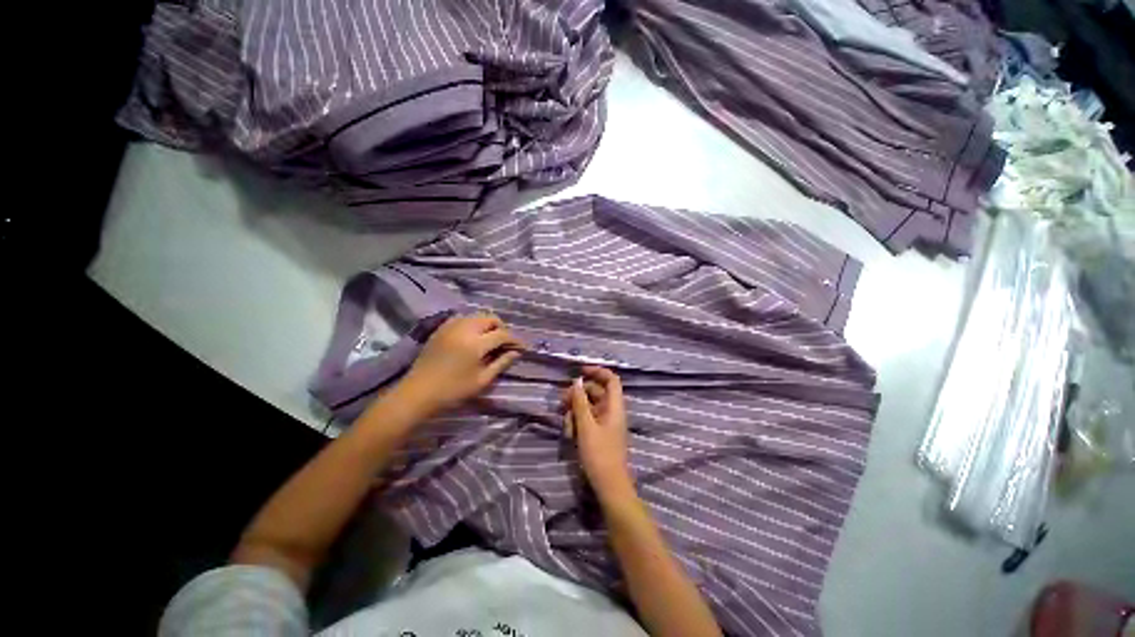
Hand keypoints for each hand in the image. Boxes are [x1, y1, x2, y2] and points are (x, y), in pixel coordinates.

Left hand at [399, 313, 523, 415]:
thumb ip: (501, 363)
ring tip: (491, 339)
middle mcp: (464, 329)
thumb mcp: (482, 380)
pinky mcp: (441, 329)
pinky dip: (473, 324)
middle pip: (490, 319)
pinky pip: (463, 318)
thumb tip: (516, 353)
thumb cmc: (453, 391)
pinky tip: (473, 337)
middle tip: (506, 343)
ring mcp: (451, 326)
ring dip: (488, 325)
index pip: (502, 334)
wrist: (418, 393)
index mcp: (475, 343)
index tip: (522, 348)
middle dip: (502, 328)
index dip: (515, 340)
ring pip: (477, 316)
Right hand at [561, 366, 634, 501]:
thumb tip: (576, 381)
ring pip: (589, 406)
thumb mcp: (586, 427)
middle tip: (561, 402)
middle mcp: (612, 411)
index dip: (597, 371)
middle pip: (596, 392)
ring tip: (566, 424)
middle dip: (578, 395)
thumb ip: (580, 402)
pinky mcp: (599, 433)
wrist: (609, 486)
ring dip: (575, 411)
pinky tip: (569, 433)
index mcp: (614, 407)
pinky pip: (588, 419)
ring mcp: (606, 422)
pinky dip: (578, 422)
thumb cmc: (599, 455)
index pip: (611, 379)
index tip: (579, 371)